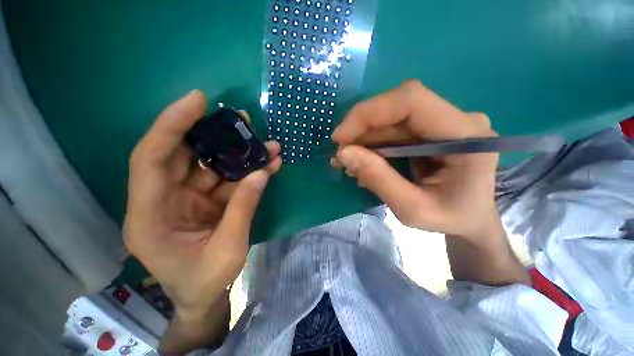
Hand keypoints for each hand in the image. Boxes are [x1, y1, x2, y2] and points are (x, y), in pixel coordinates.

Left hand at [123, 90, 281, 322]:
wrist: (203, 299)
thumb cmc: (205, 282)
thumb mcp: (228, 249)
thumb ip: (243, 207)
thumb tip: (263, 171)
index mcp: (149, 216)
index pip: (151, 159)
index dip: (171, 125)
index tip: (197, 101)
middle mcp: (162, 200)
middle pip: (183, 155)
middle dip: (212, 134)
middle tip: (241, 119)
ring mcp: (185, 199)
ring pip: (210, 165)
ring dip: (238, 153)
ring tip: (264, 143)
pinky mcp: (205, 201)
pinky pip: (226, 180)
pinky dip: (246, 171)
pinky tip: (266, 164)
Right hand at [332, 80, 499, 241]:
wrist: (471, 219)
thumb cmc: (451, 219)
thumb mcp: (412, 209)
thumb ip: (379, 180)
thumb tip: (344, 153)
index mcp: (466, 135)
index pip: (411, 101)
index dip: (369, 113)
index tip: (341, 137)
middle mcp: (457, 119)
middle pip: (397, 108)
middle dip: (361, 129)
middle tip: (340, 154)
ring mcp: (442, 122)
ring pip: (390, 119)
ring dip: (363, 138)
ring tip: (346, 161)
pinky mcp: (429, 130)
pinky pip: (392, 129)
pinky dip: (371, 143)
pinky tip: (362, 160)